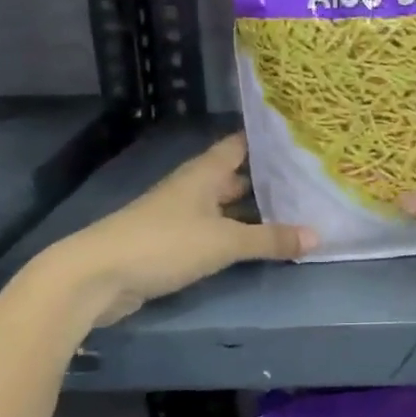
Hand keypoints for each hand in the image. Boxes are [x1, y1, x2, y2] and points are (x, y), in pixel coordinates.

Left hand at [42, 134, 314, 327]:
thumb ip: (270, 239)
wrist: (98, 276)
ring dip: (254, 211)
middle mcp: (194, 187)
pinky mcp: (174, 243)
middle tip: (311, 181)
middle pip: (236, 177)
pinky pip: (216, 232)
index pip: (240, 145)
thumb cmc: (164, 244)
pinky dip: (238, 235)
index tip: (302, 140)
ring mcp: (182, 215)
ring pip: (227, 207)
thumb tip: (318, 236)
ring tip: (297, 212)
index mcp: (204, 173)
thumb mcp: (224, 241)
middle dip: (269, 180)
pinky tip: (261, 244)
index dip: (268, 141)